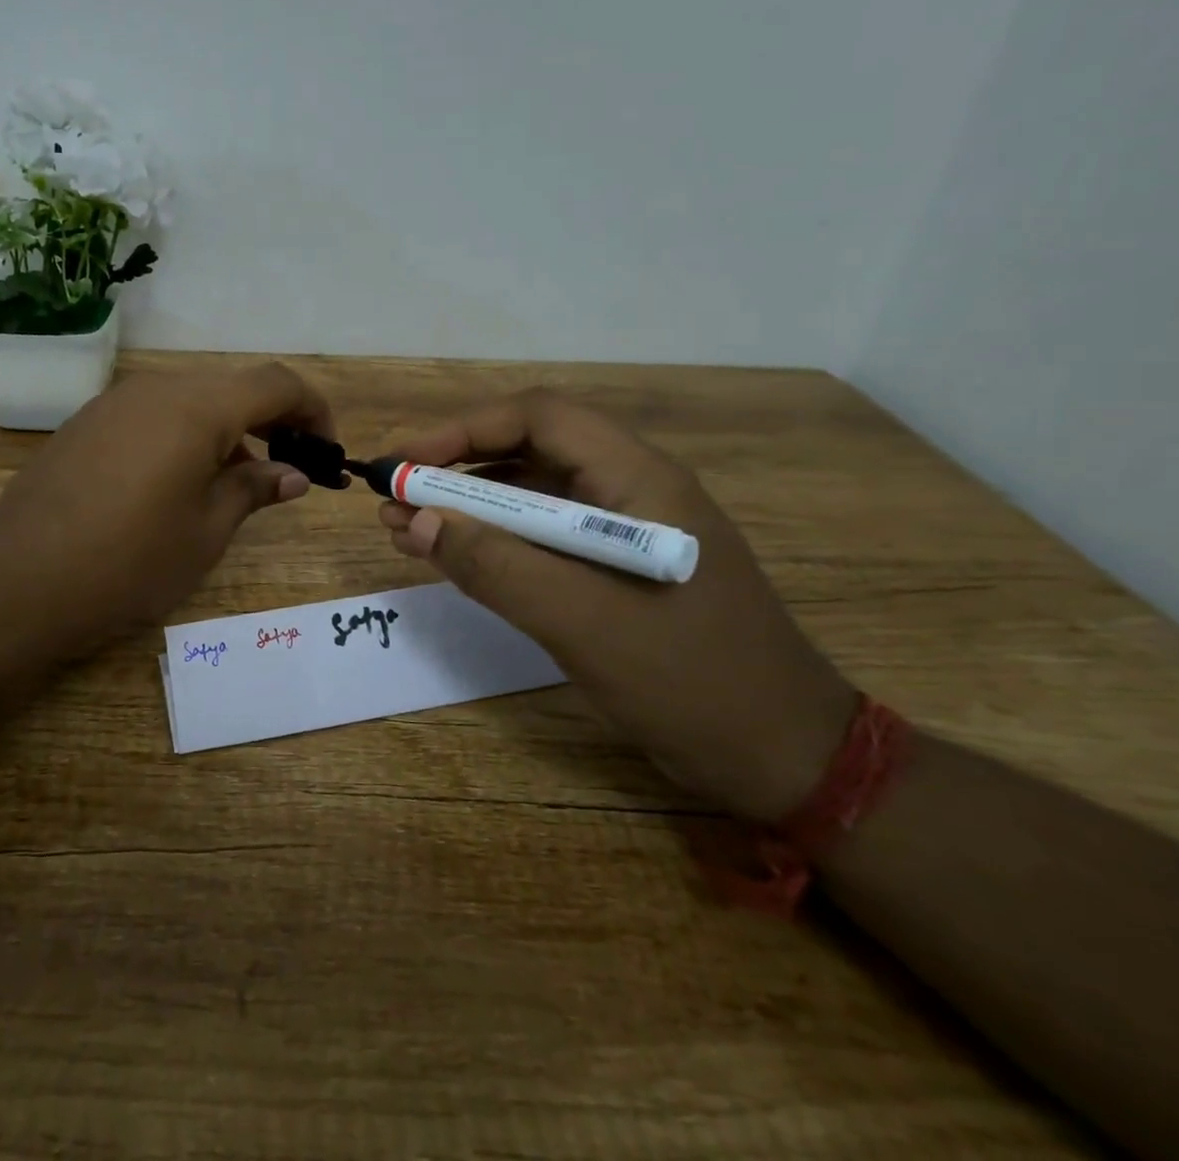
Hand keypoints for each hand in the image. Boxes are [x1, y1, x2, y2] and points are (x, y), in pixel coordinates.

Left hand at [0, 362, 331, 651]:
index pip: (276, 383)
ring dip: (227, 431)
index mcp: (197, 408)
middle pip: (232, 388)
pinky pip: (154, 415)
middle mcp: (157, 390)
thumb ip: (254, 490)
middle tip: (288, 470)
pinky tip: (179, 484)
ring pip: (191, 400)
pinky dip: (185, 436)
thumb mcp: (206, 531)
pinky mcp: (87, 423)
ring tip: (236, 485)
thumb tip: (292, 474)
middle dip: (272, 421)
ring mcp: (115, 403)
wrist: (19, 581)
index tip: (326, 449)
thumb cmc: (130, 561)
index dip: (312, 409)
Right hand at [380, 391, 858, 823]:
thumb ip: (495, 566)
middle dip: (455, 469)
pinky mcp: (616, 568)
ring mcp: (625, 529)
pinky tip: (454, 556)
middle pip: (530, 451)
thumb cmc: (691, 682)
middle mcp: (632, 489)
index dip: (462, 430)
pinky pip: (543, 536)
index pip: (539, 418)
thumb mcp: (581, 623)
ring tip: (405, 528)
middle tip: (392, 498)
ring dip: (468, 505)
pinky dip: (494, 541)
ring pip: (532, 495)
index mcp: (639, 480)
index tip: (404, 463)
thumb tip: (413, 519)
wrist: (786, 760)